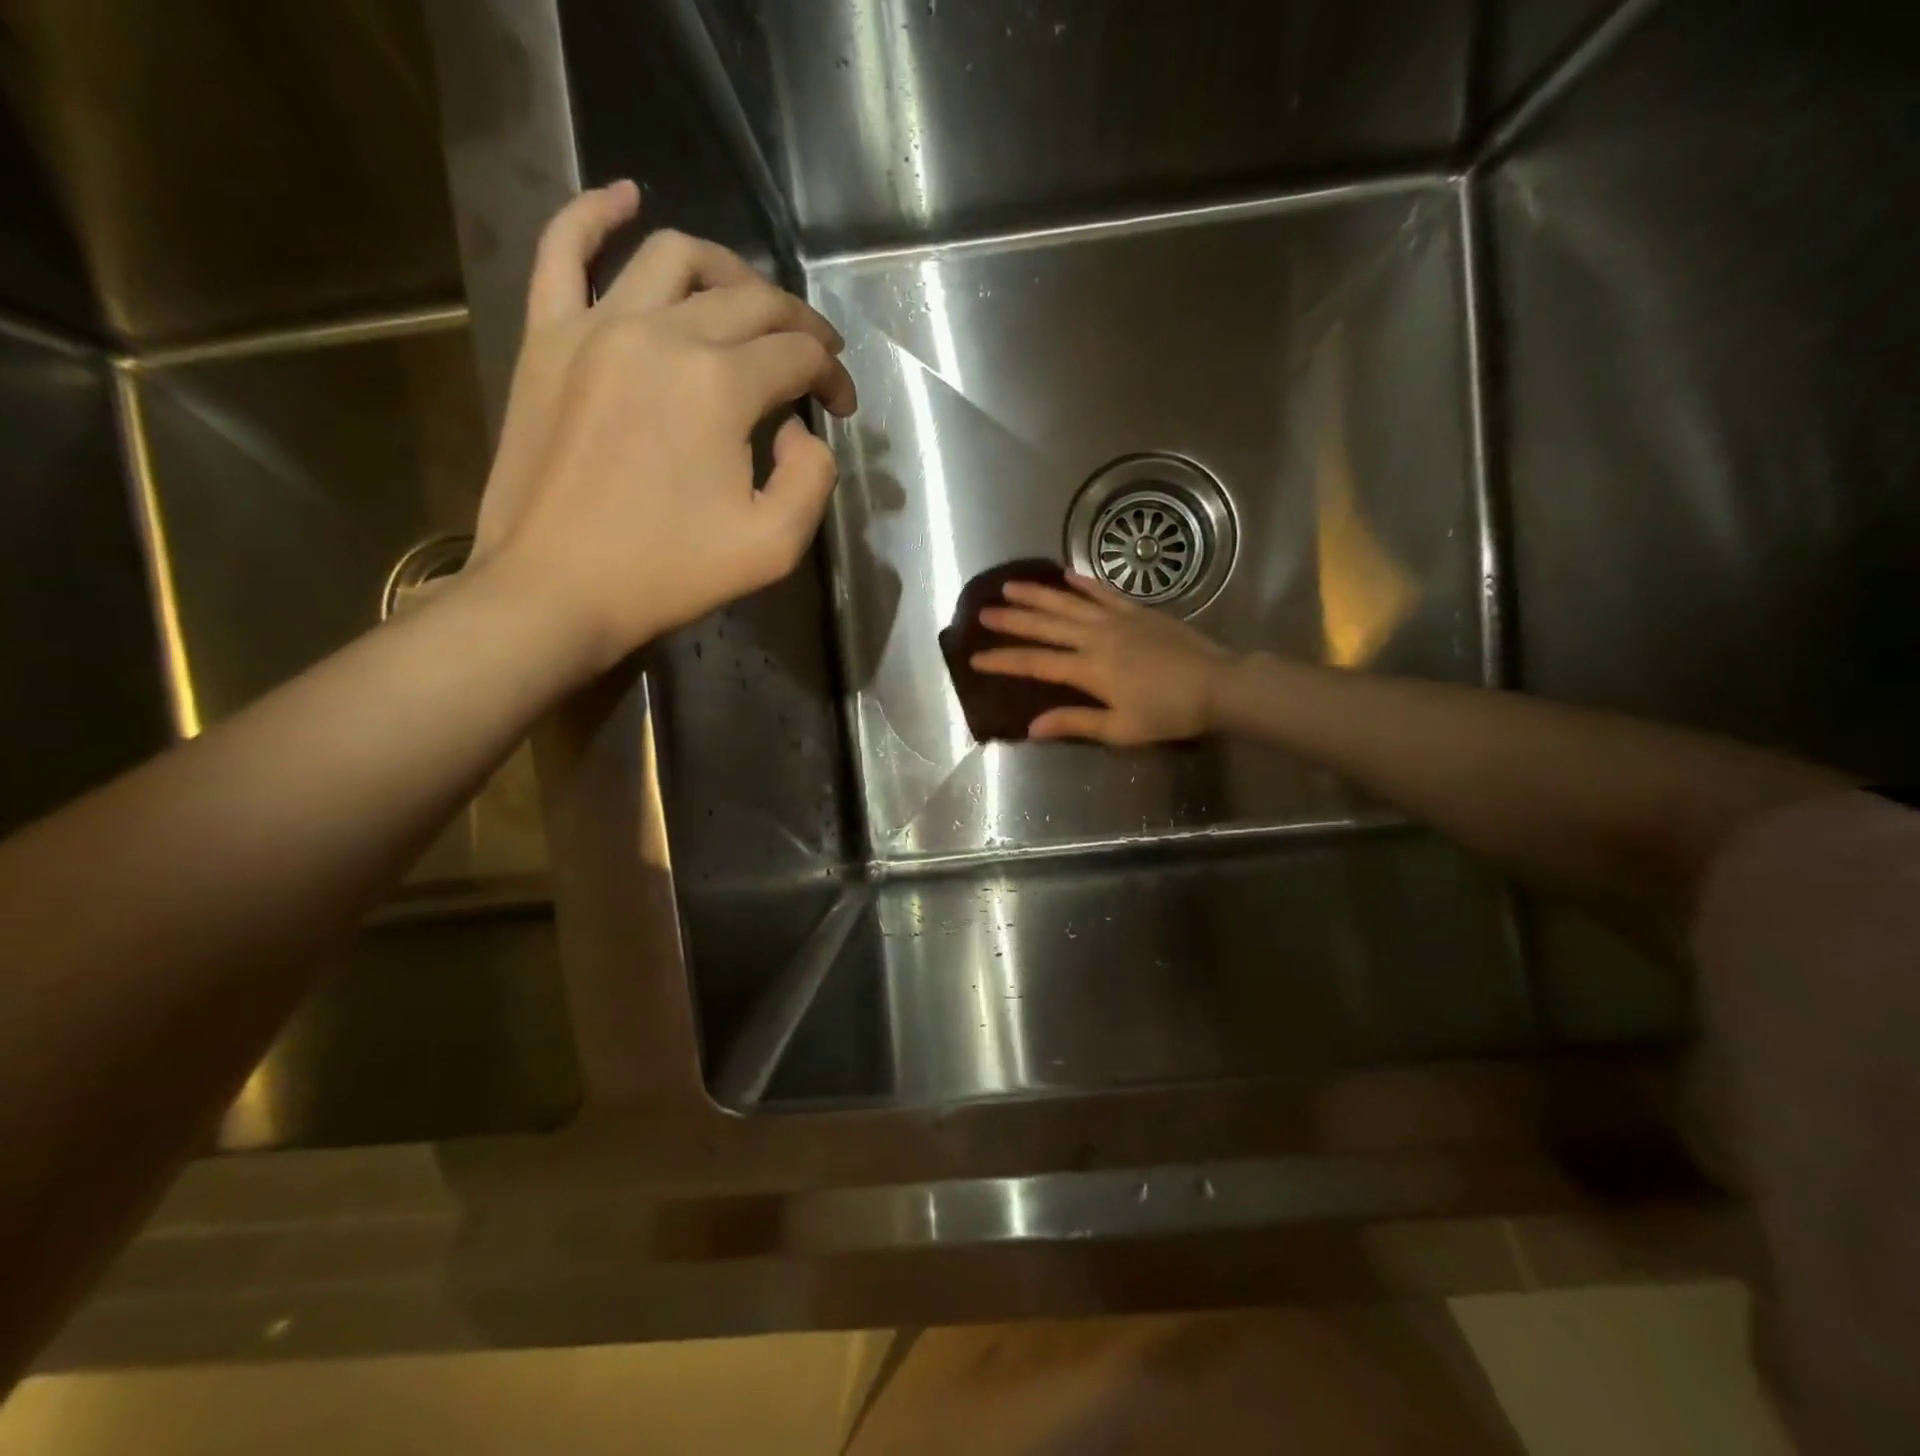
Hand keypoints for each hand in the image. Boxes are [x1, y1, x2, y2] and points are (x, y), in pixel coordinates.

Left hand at [473, 181, 857, 673]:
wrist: (557, 590)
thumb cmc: (669, 574)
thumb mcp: (775, 546)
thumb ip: (813, 478)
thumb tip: (800, 430)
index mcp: (720, 385)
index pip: (798, 356)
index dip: (833, 377)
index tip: (841, 408)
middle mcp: (663, 334)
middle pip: (750, 301)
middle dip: (798, 325)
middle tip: (815, 358)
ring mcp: (596, 327)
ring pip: (675, 258)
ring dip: (730, 270)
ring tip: (753, 299)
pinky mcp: (548, 338)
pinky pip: (564, 250)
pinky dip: (596, 213)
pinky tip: (628, 198)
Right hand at [973, 572, 1233, 743]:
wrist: (1219, 685)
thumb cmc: (1168, 714)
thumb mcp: (1120, 730)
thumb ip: (1074, 724)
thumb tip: (1031, 727)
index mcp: (1088, 670)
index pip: (1035, 663)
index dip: (1003, 660)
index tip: (975, 657)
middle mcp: (1096, 638)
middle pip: (1045, 625)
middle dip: (1011, 619)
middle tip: (983, 612)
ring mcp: (1117, 620)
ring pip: (1068, 603)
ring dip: (1037, 594)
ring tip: (1009, 585)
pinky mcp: (1138, 611)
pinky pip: (1104, 592)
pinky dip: (1083, 583)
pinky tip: (1065, 574)